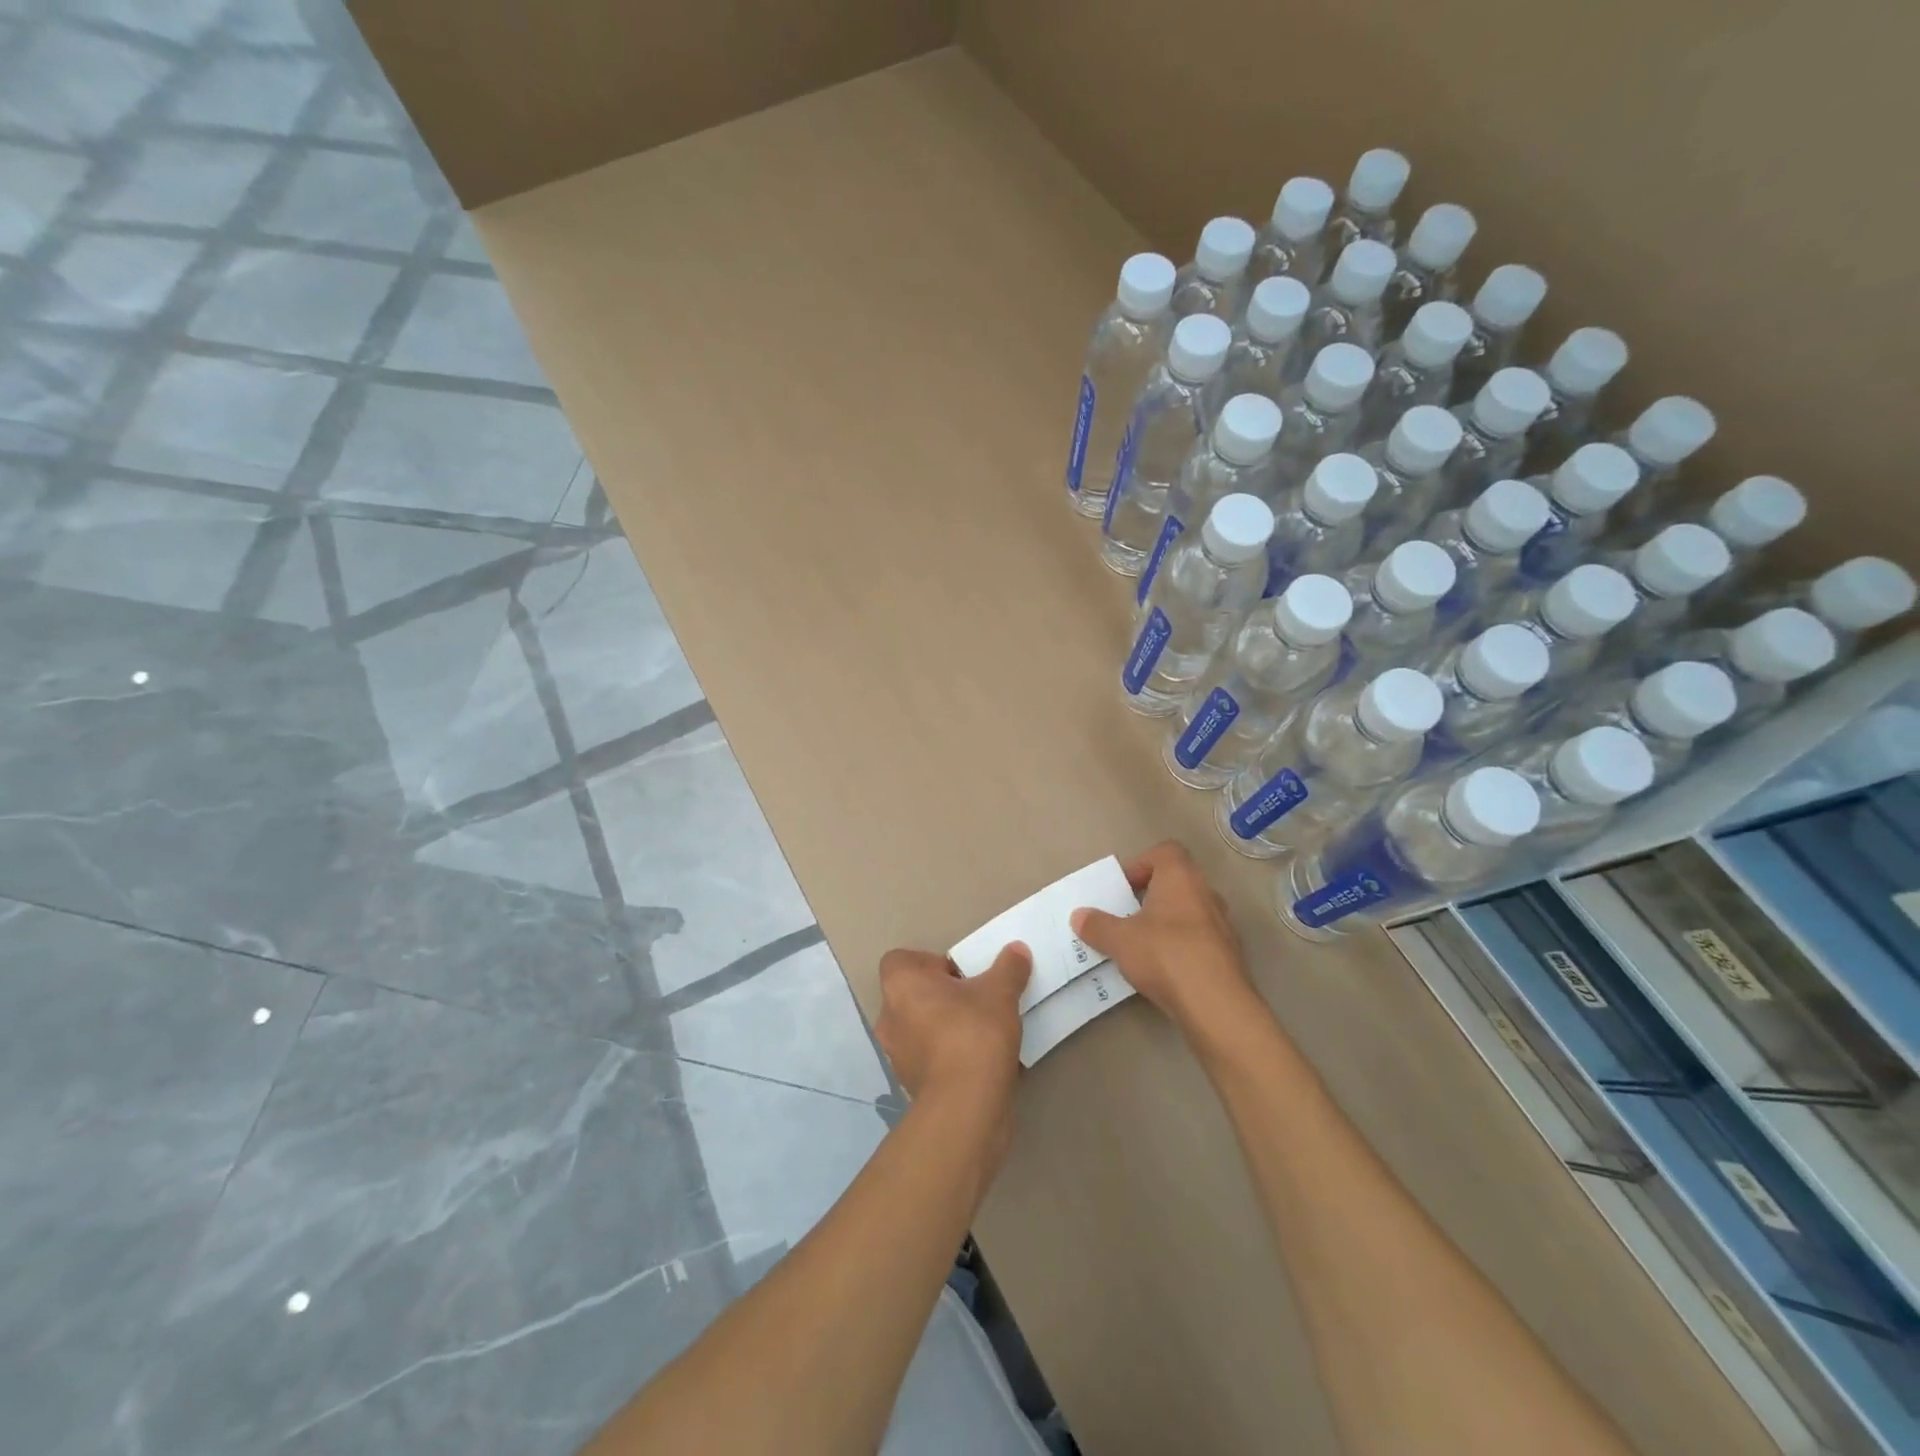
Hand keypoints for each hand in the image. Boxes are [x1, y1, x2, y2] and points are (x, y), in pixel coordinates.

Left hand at [875, 943, 1030, 1110]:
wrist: (966, 1106)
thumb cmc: (974, 1033)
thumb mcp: (1000, 992)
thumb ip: (1009, 967)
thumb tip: (1017, 950)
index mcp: (901, 984)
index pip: (902, 960)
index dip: (931, 962)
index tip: (961, 975)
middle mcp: (889, 1016)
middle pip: (913, 994)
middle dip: (942, 995)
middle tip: (975, 999)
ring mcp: (897, 1054)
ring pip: (920, 1027)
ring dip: (944, 1026)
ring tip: (981, 1030)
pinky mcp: (910, 1084)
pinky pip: (929, 1057)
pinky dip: (948, 1055)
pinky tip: (979, 1060)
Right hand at [1071, 841, 1254, 1037]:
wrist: (1216, 1004)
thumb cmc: (1164, 955)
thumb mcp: (1119, 940)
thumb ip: (1097, 925)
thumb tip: (1078, 916)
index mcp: (1180, 877)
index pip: (1165, 852)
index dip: (1142, 863)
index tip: (1125, 887)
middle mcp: (1206, 893)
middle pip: (1178, 881)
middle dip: (1152, 895)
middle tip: (1129, 916)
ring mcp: (1223, 924)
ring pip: (1190, 911)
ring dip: (1169, 922)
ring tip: (1144, 945)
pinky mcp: (1230, 954)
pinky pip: (1201, 939)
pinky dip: (1183, 946)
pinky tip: (1166, 969)